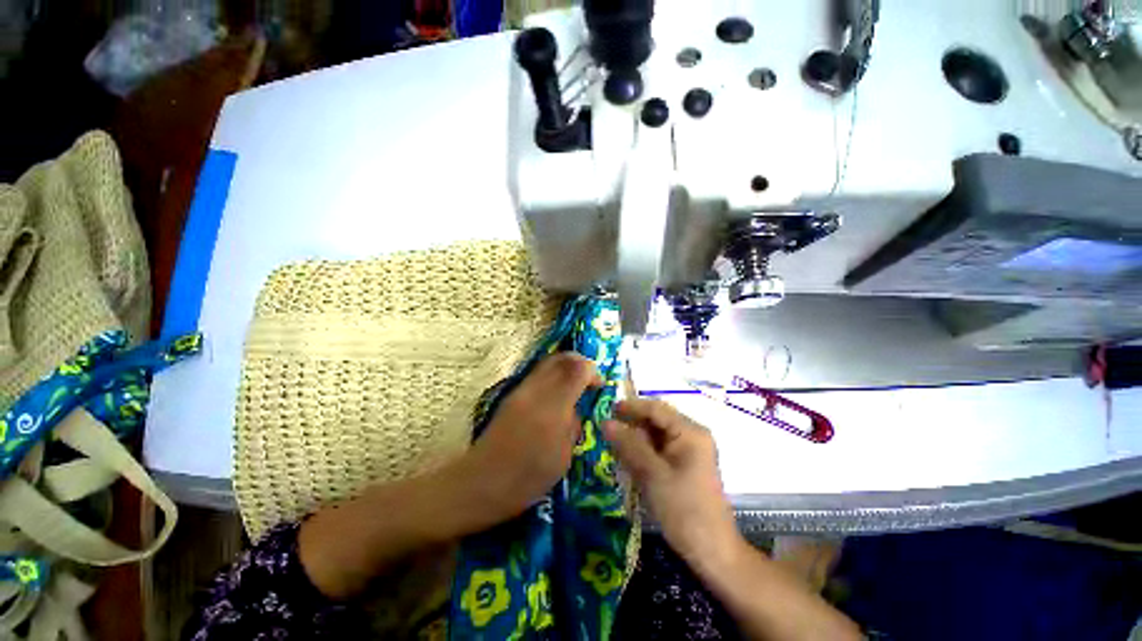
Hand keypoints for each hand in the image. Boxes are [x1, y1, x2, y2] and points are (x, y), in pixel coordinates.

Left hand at [465, 352, 602, 520]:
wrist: (481, 483)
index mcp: (552, 409)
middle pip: (560, 358)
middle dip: (579, 361)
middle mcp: (535, 392)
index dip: (592, 371)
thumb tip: (577, 407)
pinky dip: (552, 374)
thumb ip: (573, 425)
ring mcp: (520, 391)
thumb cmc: (526, 479)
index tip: (600, 385)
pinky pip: (537, 374)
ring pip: (547, 362)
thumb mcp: (563, 458)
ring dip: (565, 366)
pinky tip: (557, 393)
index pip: (577, 371)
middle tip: (589, 377)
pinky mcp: (511, 395)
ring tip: (575, 383)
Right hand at [603, 399, 741, 569]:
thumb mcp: (653, 475)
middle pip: (656, 420)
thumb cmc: (685, 511)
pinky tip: (626, 458)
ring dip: (634, 438)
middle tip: (605, 429)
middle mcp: (690, 436)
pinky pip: (658, 450)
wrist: (713, 553)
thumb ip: (629, 446)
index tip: (607, 410)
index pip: (656, 408)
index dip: (631, 406)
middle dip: (631, 423)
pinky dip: (641, 452)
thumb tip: (605, 422)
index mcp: (690, 432)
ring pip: (655, 435)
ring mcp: (688, 451)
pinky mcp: (683, 466)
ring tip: (611, 443)